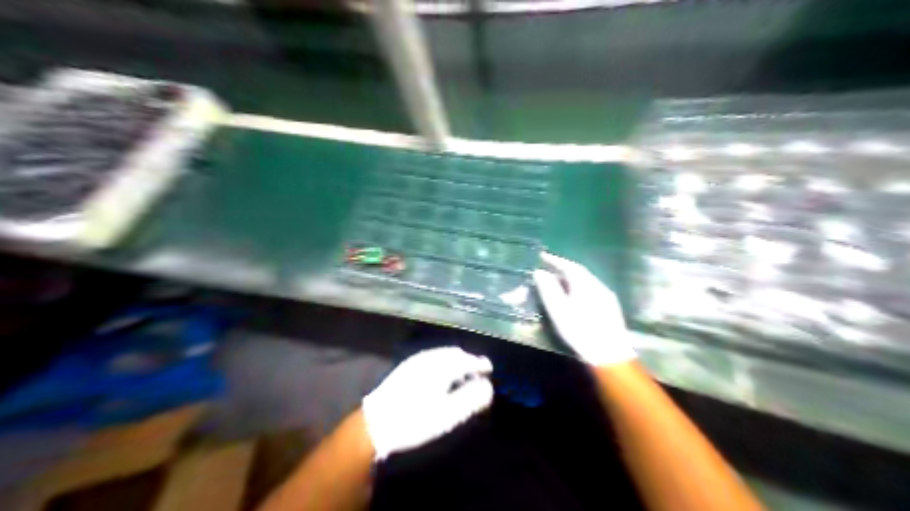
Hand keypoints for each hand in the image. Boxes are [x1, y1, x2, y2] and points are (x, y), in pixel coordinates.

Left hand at [361, 347, 490, 457]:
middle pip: (454, 353)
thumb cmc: (415, 420)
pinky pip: (431, 358)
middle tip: (477, 370)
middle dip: (468, 360)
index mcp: (441, 366)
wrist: (375, 424)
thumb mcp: (448, 414)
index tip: (489, 369)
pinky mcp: (405, 368)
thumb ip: (471, 399)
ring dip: (455, 361)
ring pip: (441, 355)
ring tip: (462, 374)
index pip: (466, 359)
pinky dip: (442, 363)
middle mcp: (428, 358)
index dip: (480, 363)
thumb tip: (488, 386)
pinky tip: (440, 376)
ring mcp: (414, 362)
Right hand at [536, 251, 634, 367]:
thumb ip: (548, 289)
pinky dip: (581, 288)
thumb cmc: (580, 330)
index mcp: (585, 283)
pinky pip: (593, 289)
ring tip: (560, 282)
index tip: (542, 256)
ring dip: (573, 279)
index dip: (555, 260)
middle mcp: (598, 285)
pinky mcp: (611, 307)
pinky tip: (576, 297)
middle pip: (580, 272)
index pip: (569, 265)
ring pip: (587, 281)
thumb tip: (539, 272)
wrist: (609, 354)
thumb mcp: (558, 310)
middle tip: (549, 268)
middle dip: (564, 268)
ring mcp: (607, 296)